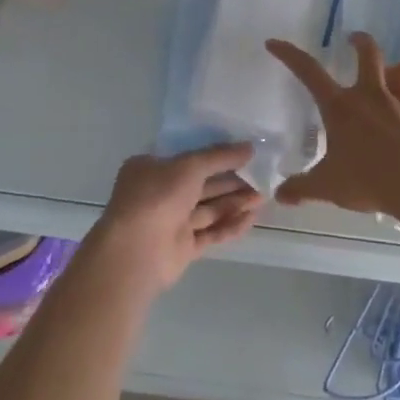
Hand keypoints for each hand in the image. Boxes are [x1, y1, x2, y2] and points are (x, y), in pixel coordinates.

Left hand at [87, 144, 264, 295]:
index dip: (216, 154)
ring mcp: (170, 222)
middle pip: (202, 184)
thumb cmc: (157, 196)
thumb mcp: (190, 165)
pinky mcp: (181, 248)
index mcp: (151, 168)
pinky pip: (209, 233)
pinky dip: (229, 225)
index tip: (243, 152)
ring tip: (263, 197)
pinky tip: (252, 218)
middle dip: (231, 181)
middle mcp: (159, 193)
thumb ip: (220, 156)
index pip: (188, 157)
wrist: (135, 252)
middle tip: (262, 176)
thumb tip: (250, 147)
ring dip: (235, 202)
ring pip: (208, 209)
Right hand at [265, 32, 399, 216]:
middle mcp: (371, 97)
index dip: (290, 55)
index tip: (275, 43)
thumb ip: (302, 187)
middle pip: (369, 54)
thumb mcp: (326, 186)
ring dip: (397, 70)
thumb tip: (280, 195)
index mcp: (341, 107)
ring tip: (391, 73)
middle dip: (361, 42)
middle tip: (353, 39)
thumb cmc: (366, 179)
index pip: (309, 72)